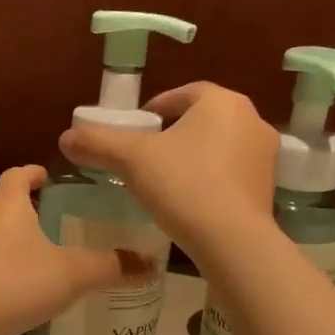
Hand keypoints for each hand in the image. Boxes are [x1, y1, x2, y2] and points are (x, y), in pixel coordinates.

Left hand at [0, 166, 152, 334]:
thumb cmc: (17, 283)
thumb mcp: (72, 274)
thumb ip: (111, 267)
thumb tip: (150, 265)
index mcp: (6, 207)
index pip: (17, 175)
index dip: (34, 172)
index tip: (50, 178)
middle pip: (6, 205)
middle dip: (30, 209)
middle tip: (59, 220)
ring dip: (16, 240)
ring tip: (44, 255)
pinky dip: (4, 266)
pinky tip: (22, 287)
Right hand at [58, 82, 277, 259]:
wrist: (232, 240)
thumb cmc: (183, 185)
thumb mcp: (132, 160)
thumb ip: (98, 143)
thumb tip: (66, 137)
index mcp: (221, 102)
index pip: (183, 94)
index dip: (156, 107)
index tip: (137, 128)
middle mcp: (251, 119)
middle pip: (203, 119)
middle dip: (175, 132)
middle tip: (147, 154)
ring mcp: (265, 154)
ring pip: (219, 145)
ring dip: (195, 155)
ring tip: (166, 179)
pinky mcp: (268, 186)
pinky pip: (232, 172)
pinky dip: (211, 178)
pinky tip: (190, 199)